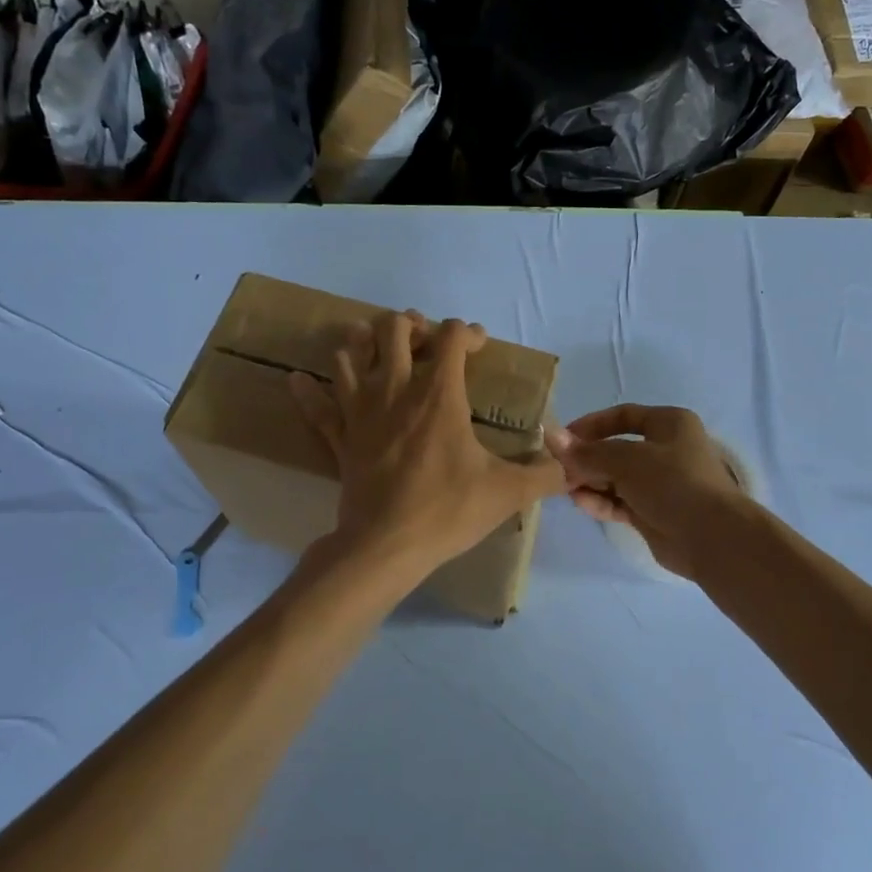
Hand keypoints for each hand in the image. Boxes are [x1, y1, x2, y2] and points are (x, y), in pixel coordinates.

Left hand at [290, 311, 566, 584]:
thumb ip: (545, 475)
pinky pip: (317, 407)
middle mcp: (396, 390)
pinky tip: (300, 381)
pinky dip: (308, 392)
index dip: (469, 332)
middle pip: (392, 328)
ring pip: (349, 355)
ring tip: (378, 352)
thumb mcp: (507, 493)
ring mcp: (361, 411)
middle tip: (426, 342)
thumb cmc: (447, 511)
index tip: (480, 348)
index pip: (452, 337)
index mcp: (439, 394)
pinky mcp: (340, 438)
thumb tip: (571, 467)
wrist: (385, 547)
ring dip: (362, 344)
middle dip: (412, 324)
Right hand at [546, 405, 747, 578]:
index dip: (591, 425)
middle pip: (616, 448)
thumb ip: (588, 452)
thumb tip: (552, 438)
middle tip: (558, 469)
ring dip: (590, 481)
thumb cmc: (673, 483)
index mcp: (669, 424)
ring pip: (616, 477)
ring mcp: (660, 483)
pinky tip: (581, 503)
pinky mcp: (654, 512)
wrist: (711, 537)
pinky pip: (621, 501)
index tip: (563, 439)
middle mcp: (666, 450)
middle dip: (587, 458)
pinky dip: (601, 501)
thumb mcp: (627, 460)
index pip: (622, 416)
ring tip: (564, 488)